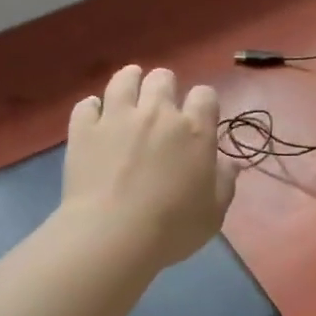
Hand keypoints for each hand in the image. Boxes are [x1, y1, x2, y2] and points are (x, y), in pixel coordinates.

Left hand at [61, 65, 238, 268]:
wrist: (112, 236)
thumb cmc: (172, 228)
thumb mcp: (213, 212)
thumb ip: (224, 182)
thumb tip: (230, 163)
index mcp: (194, 130)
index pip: (205, 95)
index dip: (203, 104)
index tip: (199, 118)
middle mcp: (157, 113)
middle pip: (162, 78)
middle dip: (165, 87)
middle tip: (161, 107)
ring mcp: (117, 117)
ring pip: (123, 79)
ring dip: (129, 81)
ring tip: (129, 93)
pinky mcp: (84, 130)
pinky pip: (86, 105)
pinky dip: (92, 109)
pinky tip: (94, 119)